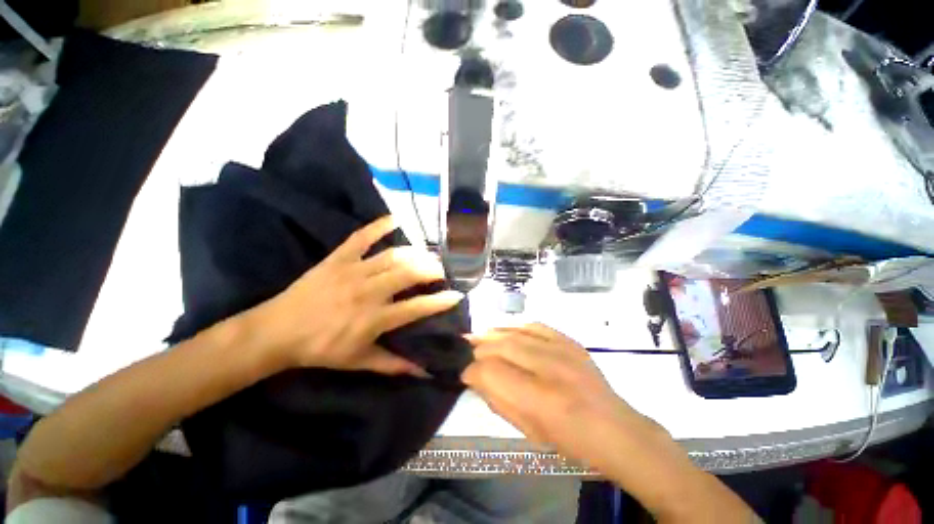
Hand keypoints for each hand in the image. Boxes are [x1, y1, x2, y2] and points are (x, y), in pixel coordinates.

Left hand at [246, 216, 463, 375]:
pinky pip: (361, 237)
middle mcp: (369, 292)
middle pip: (409, 274)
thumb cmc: (321, 349)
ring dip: (415, 252)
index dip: (440, 301)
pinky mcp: (338, 258)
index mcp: (374, 319)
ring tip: (428, 253)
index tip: (456, 295)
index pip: (416, 307)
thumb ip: (393, 365)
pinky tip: (396, 219)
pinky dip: (379, 226)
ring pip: (393, 256)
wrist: (277, 331)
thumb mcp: (359, 361)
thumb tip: (423, 372)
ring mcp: (353, 271)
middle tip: (442, 270)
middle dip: (432, 269)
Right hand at [463, 324, 665, 471]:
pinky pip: (535, 325)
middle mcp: (549, 368)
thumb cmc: (570, 440)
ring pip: (515, 332)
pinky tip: (506, 330)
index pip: (491, 372)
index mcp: (539, 398)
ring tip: (479, 337)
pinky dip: (515, 325)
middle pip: (500, 346)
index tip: (464, 373)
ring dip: (493, 334)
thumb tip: (477, 378)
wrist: (615, 428)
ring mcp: (562, 349)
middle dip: (478, 349)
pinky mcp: (569, 341)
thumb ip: (498, 401)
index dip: (472, 371)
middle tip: (467, 351)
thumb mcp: (528, 431)